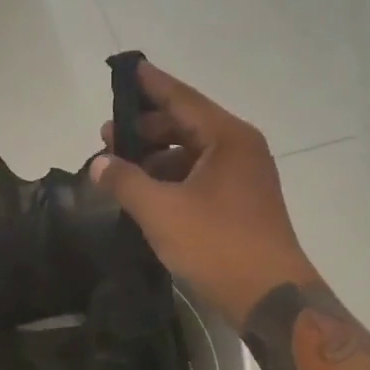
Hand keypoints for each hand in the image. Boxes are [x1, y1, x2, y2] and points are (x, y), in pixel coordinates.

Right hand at [90, 63, 315, 323]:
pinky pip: (200, 176)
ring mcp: (244, 176)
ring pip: (191, 152)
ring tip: (119, 168)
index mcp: (228, 138)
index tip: (125, 69)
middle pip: (185, 123)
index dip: (150, 84)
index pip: (181, 98)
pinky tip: (145, 192)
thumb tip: (98, 163)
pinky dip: (172, 178)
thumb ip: (125, 181)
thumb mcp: (161, 212)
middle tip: (106, 136)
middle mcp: (240, 148)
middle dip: (145, 128)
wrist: (271, 299)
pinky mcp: (241, 202)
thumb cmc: (218, 245)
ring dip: (156, 156)